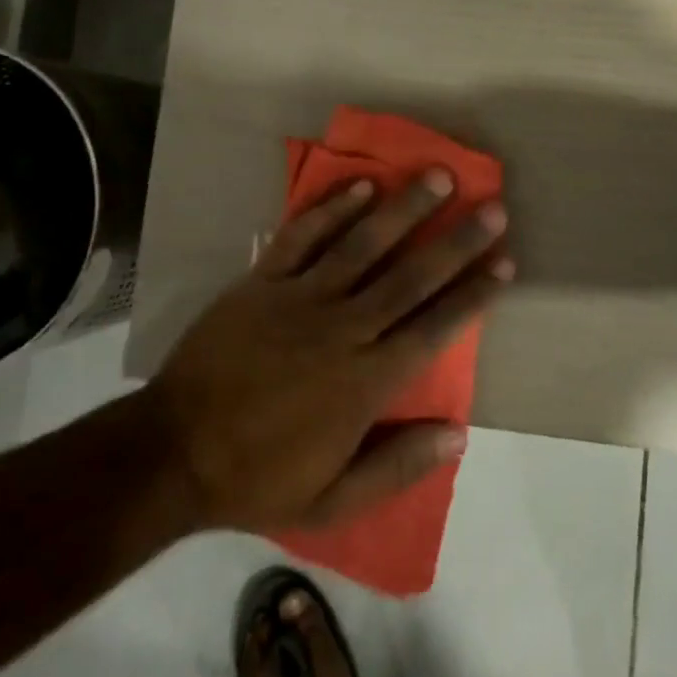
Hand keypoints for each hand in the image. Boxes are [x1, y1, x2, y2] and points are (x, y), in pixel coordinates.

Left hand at [142, 173, 511, 533]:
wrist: (172, 452)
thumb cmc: (257, 478)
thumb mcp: (332, 500)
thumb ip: (397, 466)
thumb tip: (459, 436)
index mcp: (366, 381)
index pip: (434, 328)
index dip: (474, 294)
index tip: (505, 262)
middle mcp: (343, 329)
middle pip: (411, 277)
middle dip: (456, 241)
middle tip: (492, 207)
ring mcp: (300, 299)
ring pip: (363, 245)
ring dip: (404, 209)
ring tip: (439, 176)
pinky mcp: (261, 282)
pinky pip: (302, 238)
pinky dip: (332, 210)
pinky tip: (361, 185)